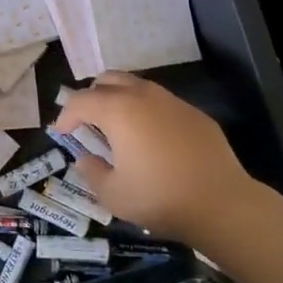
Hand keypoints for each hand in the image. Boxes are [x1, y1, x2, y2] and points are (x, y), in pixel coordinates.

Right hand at [55, 73, 259, 243]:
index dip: (65, 115)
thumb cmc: (160, 198)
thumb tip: (85, 159)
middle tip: (88, 122)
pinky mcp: (194, 113)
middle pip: (108, 80)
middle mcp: (142, 96)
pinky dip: (146, 112)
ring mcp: (171, 101)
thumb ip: (92, 173)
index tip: (61, 133)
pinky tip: (152, 139)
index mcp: (117, 110)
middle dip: (92, 96)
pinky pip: (161, 102)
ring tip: (118, 128)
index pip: (80, 101)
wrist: (221, 203)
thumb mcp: (113, 195)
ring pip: (136, 86)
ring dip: (120, 100)